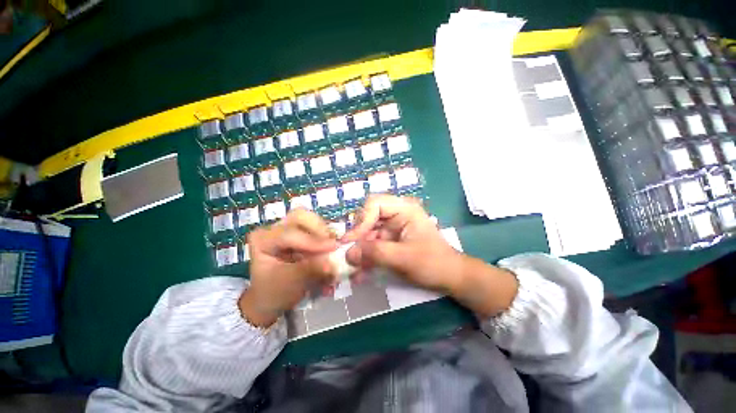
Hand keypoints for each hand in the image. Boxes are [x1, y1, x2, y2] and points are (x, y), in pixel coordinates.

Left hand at [239, 209, 337, 326]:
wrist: (269, 298)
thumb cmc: (274, 292)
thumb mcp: (289, 283)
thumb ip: (310, 270)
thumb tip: (332, 263)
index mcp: (262, 240)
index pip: (291, 234)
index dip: (313, 240)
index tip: (334, 247)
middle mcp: (274, 229)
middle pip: (300, 216)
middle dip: (319, 228)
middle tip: (333, 242)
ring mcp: (286, 228)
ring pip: (309, 219)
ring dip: (324, 232)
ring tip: (333, 246)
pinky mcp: (298, 232)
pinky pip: (314, 227)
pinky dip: (325, 236)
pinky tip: (330, 247)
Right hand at [343, 195, 518, 317]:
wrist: (450, 277)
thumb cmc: (432, 263)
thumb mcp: (403, 258)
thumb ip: (375, 253)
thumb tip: (347, 253)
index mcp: (404, 209)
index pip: (374, 204)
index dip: (361, 220)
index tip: (352, 241)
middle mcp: (396, 214)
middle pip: (368, 218)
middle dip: (358, 237)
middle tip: (351, 256)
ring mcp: (393, 228)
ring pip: (368, 233)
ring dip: (360, 250)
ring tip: (354, 268)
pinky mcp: (391, 240)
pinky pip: (373, 245)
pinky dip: (366, 257)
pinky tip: (361, 273)